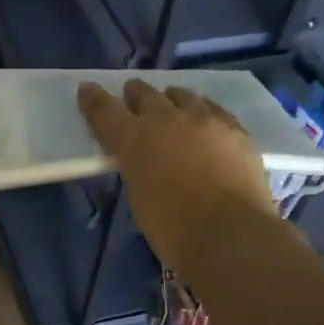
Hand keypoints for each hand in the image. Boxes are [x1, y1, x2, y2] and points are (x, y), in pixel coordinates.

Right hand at [79, 79, 280, 275]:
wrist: (231, 235)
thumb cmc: (174, 228)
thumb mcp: (139, 197)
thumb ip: (137, 168)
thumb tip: (144, 159)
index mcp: (135, 139)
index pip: (106, 110)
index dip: (93, 99)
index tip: (87, 90)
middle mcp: (168, 119)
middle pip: (145, 94)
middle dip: (135, 95)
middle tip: (132, 97)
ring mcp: (206, 121)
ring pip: (183, 96)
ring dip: (171, 99)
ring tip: (171, 104)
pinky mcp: (236, 130)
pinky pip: (214, 109)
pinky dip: (203, 111)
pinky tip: (206, 120)